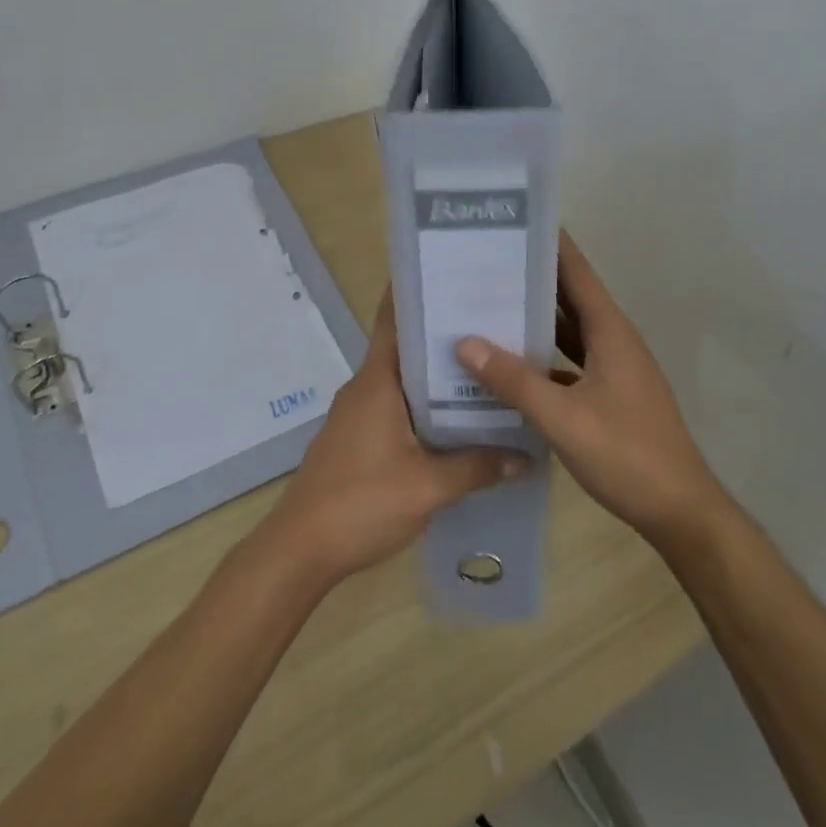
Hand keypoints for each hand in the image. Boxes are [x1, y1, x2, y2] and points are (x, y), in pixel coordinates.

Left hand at [257, 292, 527, 588]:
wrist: (300, 549)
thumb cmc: (361, 503)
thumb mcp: (428, 487)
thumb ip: (477, 467)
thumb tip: (525, 455)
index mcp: (377, 382)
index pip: (396, 321)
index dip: (420, 295)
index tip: (455, 276)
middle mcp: (365, 388)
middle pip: (406, 349)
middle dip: (444, 337)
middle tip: (493, 326)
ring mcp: (358, 414)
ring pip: (404, 382)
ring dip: (437, 377)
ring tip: (486, 371)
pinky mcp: (357, 439)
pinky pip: (397, 408)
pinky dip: (425, 406)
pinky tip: (457, 421)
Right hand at [455, 233, 728, 549]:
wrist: (680, 511)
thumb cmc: (626, 455)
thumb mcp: (563, 418)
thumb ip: (514, 381)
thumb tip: (465, 343)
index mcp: (610, 332)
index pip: (577, 273)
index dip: (550, 245)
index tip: (514, 223)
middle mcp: (614, 341)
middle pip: (570, 297)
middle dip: (532, 279)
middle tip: (484, 263)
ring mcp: (615, 369)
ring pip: (570, 331)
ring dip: (536, 318)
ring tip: (489, 304)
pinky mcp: (611, 394)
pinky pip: (571, 361)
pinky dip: (544, 355)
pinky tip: (512, 363)